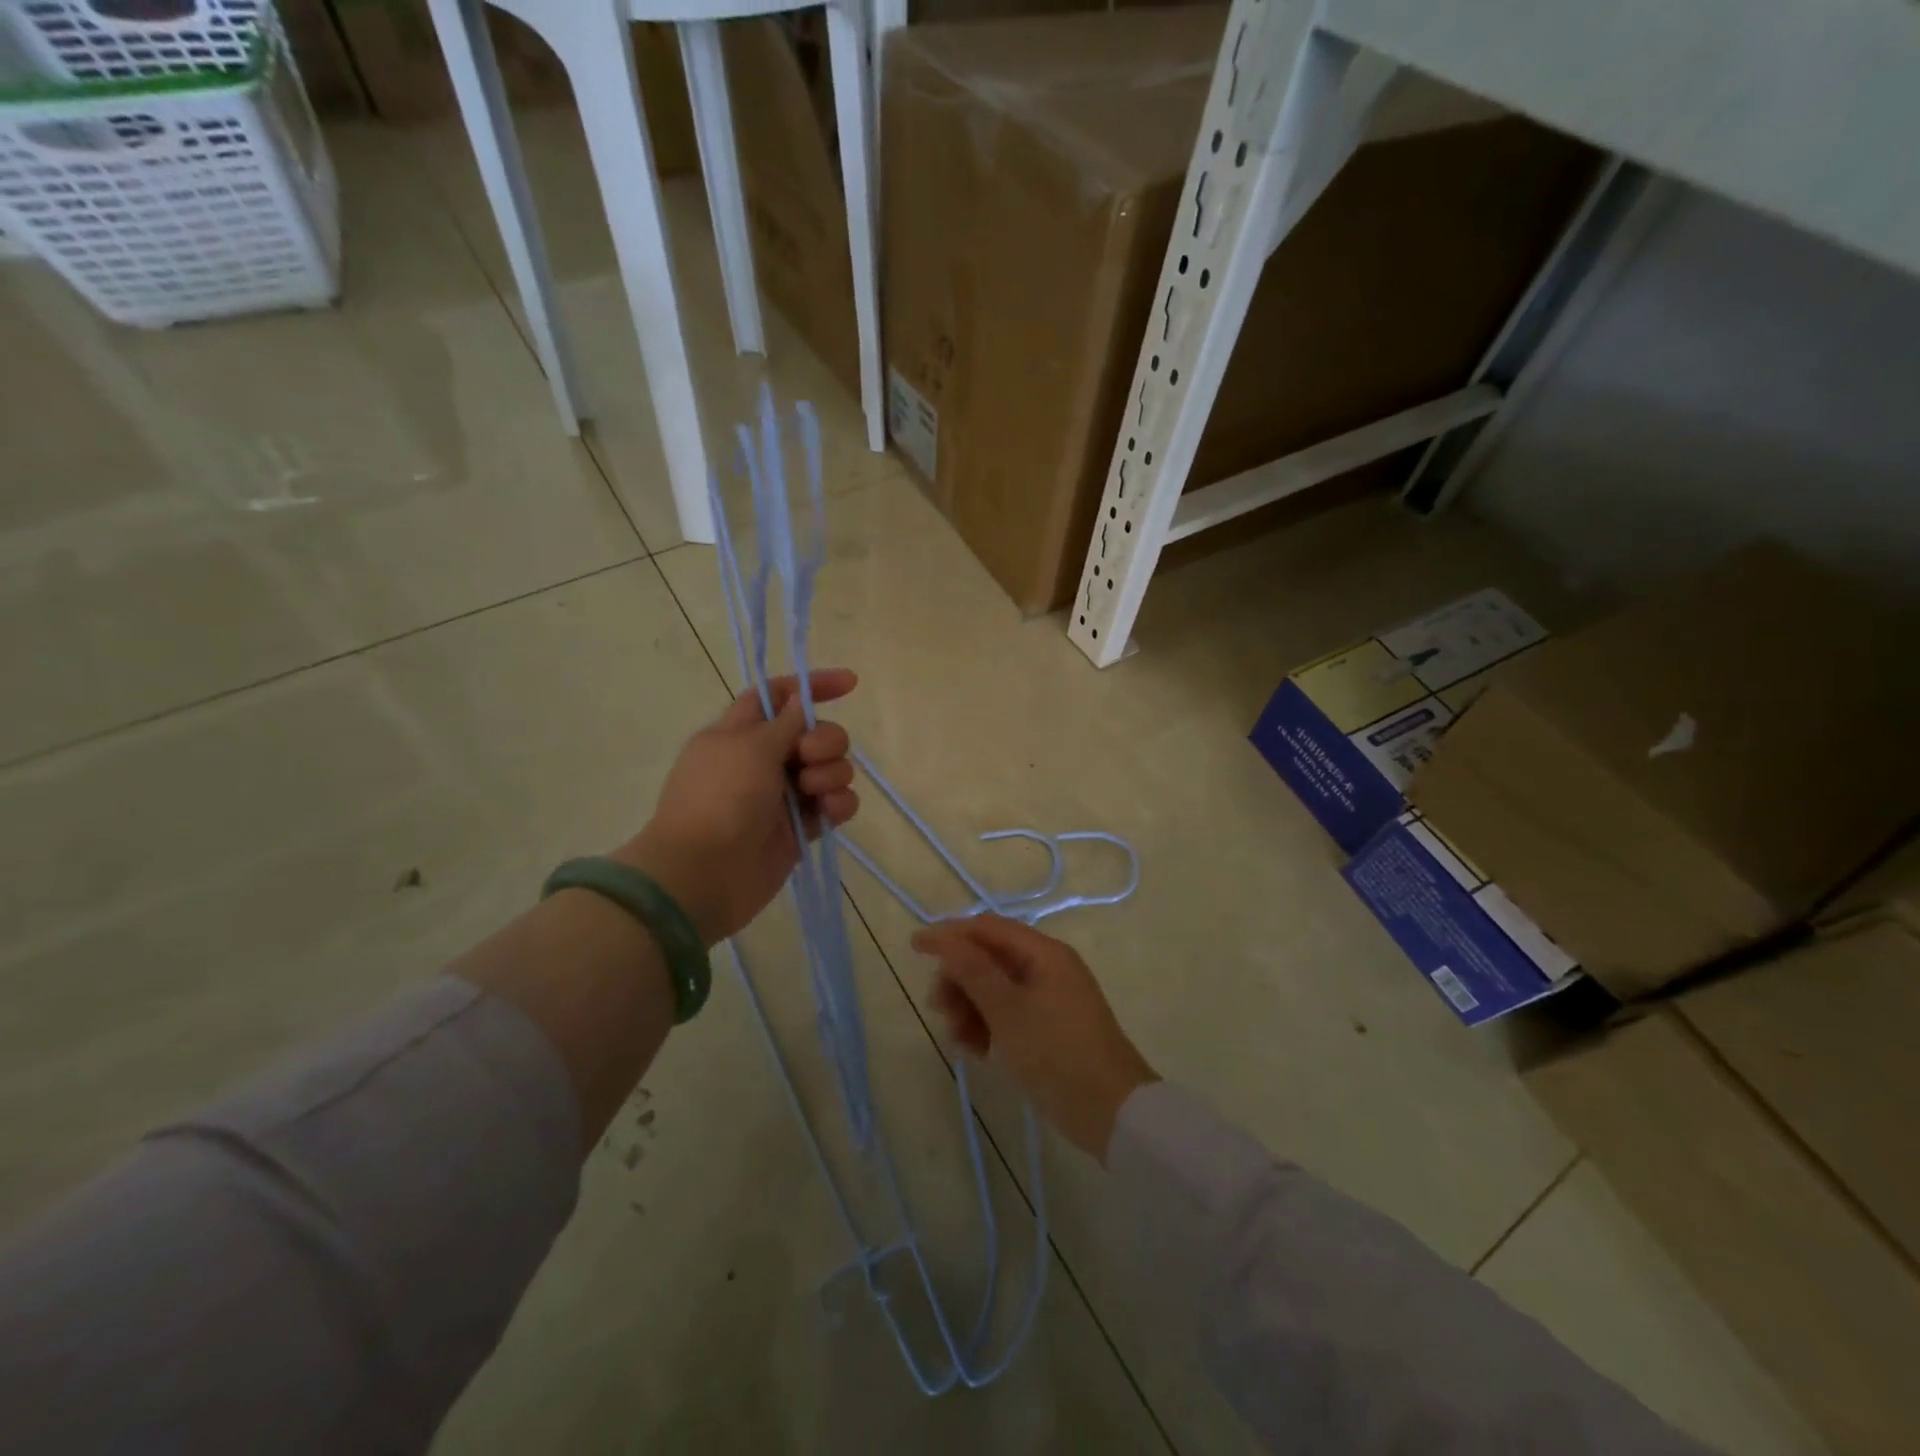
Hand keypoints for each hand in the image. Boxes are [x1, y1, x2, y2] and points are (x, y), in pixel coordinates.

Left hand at [619, 671, 858, 944]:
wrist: (704, 874)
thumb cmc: (720, 798)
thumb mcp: (750, 746)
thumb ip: (786, 721)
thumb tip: (800, 699)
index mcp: (739, 733)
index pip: (778, 696)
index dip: (810, 686)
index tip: (849, 684)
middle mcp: (763, 760)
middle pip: (814, 732)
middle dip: (825, 739)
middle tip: (807, 757)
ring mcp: (784, 796)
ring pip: (830, 768)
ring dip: (831, 773)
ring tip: (813, 793)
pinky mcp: (802, 828)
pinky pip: (835, 804)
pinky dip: (838, 803)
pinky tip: (828, 812)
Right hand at [913, 916, 1157, 1162]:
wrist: (1112, 1112)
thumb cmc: (1057, 1052)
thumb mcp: (1008, 1011)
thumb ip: (973, 971)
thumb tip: (944, 938)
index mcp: (1043, 953)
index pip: (987, 929)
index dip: (950, 934)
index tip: (914, 947)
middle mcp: (1046, 968)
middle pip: (989, 959)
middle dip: (959, 980)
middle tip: (939, 1009)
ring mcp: (1048, 999)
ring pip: (994, 990)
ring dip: (969, 1008)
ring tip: (958, 1039)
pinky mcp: (1047, 1028)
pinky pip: (1007, 1015)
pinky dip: (987, 1027)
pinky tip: (975, 1051)